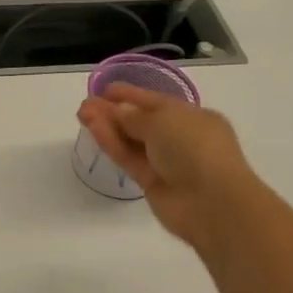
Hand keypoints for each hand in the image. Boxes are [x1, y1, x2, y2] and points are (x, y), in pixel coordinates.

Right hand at [77, 82, 256, 248]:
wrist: (211, 202)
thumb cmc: (195, 148)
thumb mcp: (163, 120)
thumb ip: (134, 115)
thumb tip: (117, 111)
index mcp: (193, 117)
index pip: (157, 102)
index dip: (131, 94)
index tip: (105, 90)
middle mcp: (180, 137)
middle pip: (141, 120)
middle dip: (114, 110)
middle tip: (86, 104)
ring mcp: (165, 161)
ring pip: (132, 140)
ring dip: (108, 126)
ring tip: (82, 114)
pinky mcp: (151, 182)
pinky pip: (129, 157)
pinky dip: (112, 143)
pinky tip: (94, 129)